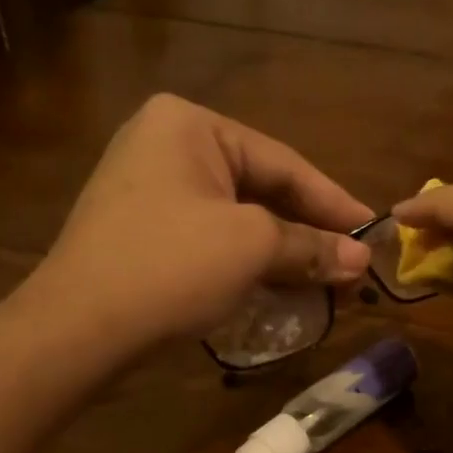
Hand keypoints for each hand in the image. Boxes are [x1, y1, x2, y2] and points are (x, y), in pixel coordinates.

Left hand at [21, 94, 371, 359]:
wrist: (79, 328)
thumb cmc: (172, 266)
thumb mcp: (252, 248)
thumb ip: (311, 247)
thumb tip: (361, 261)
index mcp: (190, 125)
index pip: (283, 163)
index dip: (334, 202)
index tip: (373, 231)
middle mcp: (165, 144)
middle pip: (261, 188)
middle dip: (308, 230)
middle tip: (351, 261)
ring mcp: (147, 188)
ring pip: (237, 216)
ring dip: (282, 250)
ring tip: (324, 277)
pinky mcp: (141, 230)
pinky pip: (210, 236)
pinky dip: (247, 260)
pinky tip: (277, 283)